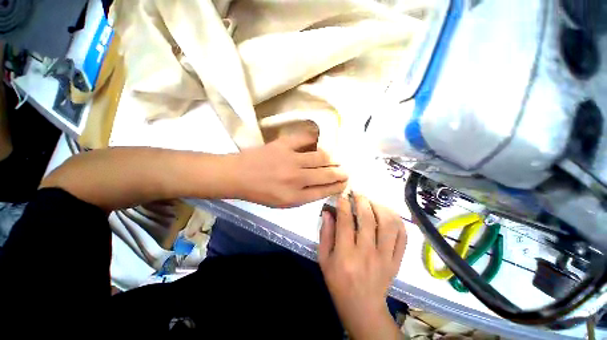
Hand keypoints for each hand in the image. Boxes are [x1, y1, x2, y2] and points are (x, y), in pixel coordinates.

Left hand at [231, 132, 347, 207]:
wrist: (238, 175)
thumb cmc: (260, 192)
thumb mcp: (283, 203)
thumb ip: (304, 196)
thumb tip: (323, 185)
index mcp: (295, 197)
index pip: (325, 190)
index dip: (338, 186)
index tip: (345, 182)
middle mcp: (296, 179)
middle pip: (327, 173)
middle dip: (341, 172)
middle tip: (346, 171)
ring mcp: (291, 160)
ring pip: (321, 156)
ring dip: (333, 158)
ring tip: (336, 159)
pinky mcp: (284, 145)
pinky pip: (307, 139)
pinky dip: (316, 139)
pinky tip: (321, 142)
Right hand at [319, 193, 406, 339]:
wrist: (362, 307)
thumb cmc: (338, 282)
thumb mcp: (324, 259)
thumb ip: (325, 234)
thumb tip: (327, 212)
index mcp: (346, 254)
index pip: (346, 221)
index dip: (344, 204)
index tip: (343, 194)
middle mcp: (367, 253)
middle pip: (368, 219)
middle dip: (362, 200)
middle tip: (358, 193)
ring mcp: (386, 257)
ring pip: (389, 224)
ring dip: (380, 207)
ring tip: (372, 201)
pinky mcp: (397, 261)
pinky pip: (403, 236)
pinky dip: (397, 221)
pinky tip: (388, 214)